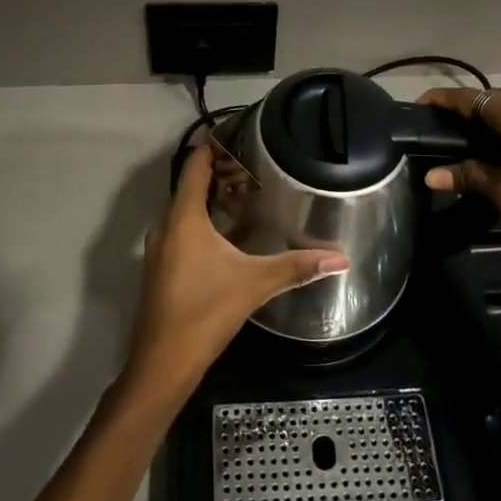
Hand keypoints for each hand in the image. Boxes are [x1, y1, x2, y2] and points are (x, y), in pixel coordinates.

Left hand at [123, 144, 349, 397]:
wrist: (162, 363)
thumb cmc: (204, 312)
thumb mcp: (254, 284)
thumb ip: (296, 267)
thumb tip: (341, 258)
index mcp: (183, 217)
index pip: (195, 165)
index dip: (214, 147)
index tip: (241, 136)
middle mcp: (166, 225)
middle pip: (190, 185)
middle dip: (220, 174)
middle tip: (257, 169)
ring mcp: (159, 247)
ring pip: (185, 210)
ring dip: (211, 199)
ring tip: (248, 196)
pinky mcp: (161, 267)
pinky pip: (182, 229)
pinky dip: (203, 222)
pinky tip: (229, 236)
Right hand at [419, 87, 500, 301]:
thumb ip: (469, 176)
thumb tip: (430, 175)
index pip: (477, 99)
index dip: (446, 100)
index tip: (420, 105)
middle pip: (497, 99)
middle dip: (466, 107)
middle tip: (436, 124)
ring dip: (488, 117)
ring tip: (459, 135)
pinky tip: (493, 147)